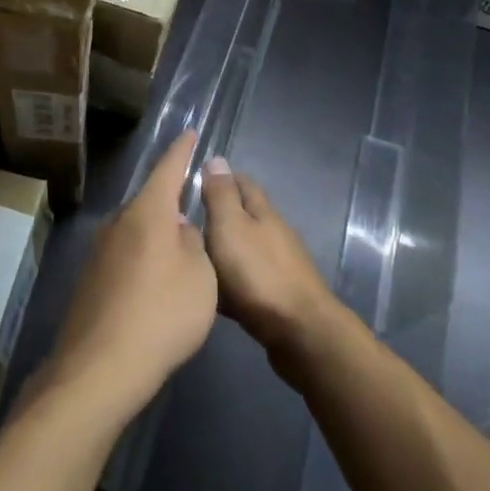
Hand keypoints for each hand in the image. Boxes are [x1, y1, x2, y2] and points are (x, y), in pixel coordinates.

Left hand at [41, 132, 217, 428]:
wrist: (101, 367)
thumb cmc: (162, 313)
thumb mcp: (201, 276)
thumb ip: (194, 244)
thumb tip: (179, 231)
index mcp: (148, 212)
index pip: (168, 168)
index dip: (182, 150)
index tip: (190, 133)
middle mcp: (119, 222)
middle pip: (150, 202)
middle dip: (170, 204)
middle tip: (191, 211)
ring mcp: (99, 251)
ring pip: (136, 231)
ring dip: (156, 237)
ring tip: (177, 256)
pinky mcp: (90, 280)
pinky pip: (124, 257)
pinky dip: (142, 262)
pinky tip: (153, 288)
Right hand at [201, 156, 340, 377]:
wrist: (300, 332)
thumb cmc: (258, 274)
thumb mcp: (230, 227)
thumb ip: (221, 196)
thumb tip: (217, 159)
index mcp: (262, 212)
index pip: (243, 183)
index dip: (221, 178)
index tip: (197, 179)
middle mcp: (275, 233)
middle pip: (247, 215)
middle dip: (222, 214)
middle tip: (189, 220)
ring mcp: (282, 265)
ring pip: (248, 248)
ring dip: (227, 248)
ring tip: (197, 256)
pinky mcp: (281, 296)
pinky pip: (251, 279)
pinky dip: (234, 279)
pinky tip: (219, 291)